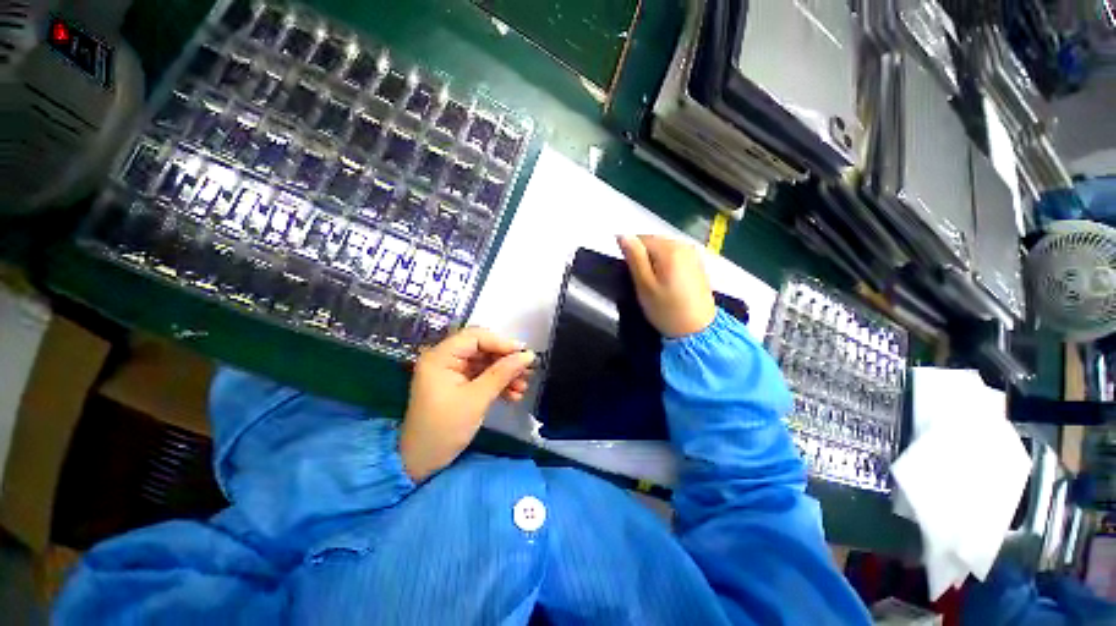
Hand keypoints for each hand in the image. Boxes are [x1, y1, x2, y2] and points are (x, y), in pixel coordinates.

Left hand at [400, 328, 534, 481]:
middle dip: (506, 360)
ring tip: (523, 387)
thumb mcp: (476, 399)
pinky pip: (482, 376)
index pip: (475, 337)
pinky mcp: (458, 385)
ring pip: (485, 363)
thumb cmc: (444, 429)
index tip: (524, 354)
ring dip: (505, 373)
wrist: (421, 463)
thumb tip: (528, 355)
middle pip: (482, 349)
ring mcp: (452, 372)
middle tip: (527, 370)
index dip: (502, 342)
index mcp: (440, 357)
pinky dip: (498, 384)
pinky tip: (514, 395)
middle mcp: (445, 359)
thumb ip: (502, 373)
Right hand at [618, 235, 715, 337]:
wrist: (697, 331)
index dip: (632, 255)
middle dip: (643, 257)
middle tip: (642, 282)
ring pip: (663, 249)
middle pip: (653, 242)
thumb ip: (634, 257)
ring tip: (654, 284)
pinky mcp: (697, 263)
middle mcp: (683, 245)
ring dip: (654, 261)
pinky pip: (674, 255)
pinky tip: (667, 282)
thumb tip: (622, 235)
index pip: (640, 239)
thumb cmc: (666, 309)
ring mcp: (693, 253)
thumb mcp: (644, 285)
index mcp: (669, 248)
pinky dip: (666, 264)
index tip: (632, 275)